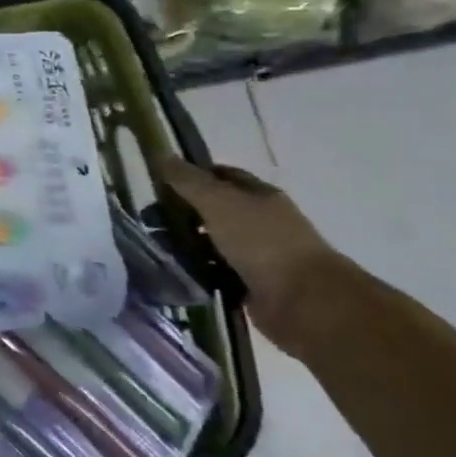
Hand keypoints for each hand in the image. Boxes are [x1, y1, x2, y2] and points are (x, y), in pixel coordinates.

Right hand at [157, 156, 343, 354]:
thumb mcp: (218, 201)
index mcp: (259, 196)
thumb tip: (161, 154)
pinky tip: (176, 272)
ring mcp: (257, 255)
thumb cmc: (261, 242)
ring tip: (157, 249)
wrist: (305, 303)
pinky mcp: (250, 285)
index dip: (191, 175)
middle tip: (150, 221)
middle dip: (182, 213)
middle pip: (213, 210)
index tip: (159, 184)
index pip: (221, 175)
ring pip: (211, 242)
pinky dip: (197, 271)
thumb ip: (188, 180)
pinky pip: (215, 271)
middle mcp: (260, 222)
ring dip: (186, 245)